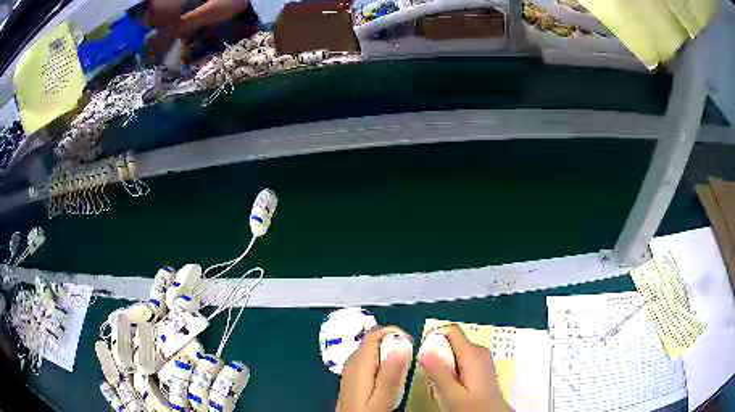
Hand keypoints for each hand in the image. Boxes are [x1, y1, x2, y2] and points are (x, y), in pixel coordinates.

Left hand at [336, 326, 411, 411]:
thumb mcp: (383, 396)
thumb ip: (391, 371)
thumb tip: (400, 342)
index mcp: (359, 363)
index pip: (375, 333)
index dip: (395, 333)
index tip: (412, 346)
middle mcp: (352, 361)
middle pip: (374, 340)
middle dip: (394, 343)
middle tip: (411, 361)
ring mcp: (352, 369)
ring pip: (373, 350)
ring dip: (390, 354)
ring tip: (404, 370)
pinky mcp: (354, 377)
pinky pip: (371, 361)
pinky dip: (384, 363)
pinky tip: (391, 378)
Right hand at [418, 324, 511, 411]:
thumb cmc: (474, 407)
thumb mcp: (453, 394)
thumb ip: (439, 373)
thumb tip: (423, 350)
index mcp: (473, 353)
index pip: (450, 330)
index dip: (433, 338)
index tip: (422, 357)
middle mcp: (479, 350)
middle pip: (451, 341)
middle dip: (437, 355)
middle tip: (430, 377)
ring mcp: (481, 358)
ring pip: (454, 351)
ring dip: (443, 364)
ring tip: (440, 385)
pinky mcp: (480, 366)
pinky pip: (460, 359)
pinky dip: (451, 369)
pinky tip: (451, 386)